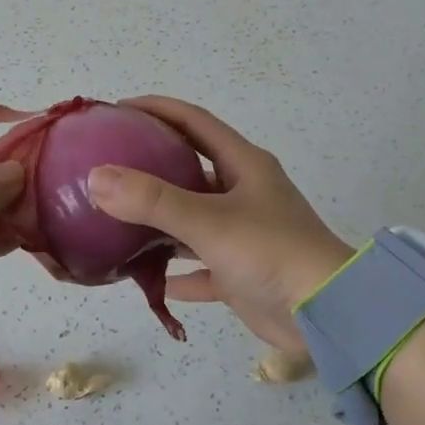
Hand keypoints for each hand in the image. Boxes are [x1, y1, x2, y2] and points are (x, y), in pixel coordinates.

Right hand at [84, 96, 352, 355]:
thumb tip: (96, 177)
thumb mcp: (209, 221)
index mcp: (244, 166)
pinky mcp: (241, 273)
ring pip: (192, 219)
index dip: (158, 109)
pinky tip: (151, 278)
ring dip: (159, 220)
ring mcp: (244, 234)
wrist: (328, 315)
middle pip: (191, 168)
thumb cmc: (272, 253)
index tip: (118, 109)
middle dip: (152, 164)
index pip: (195, 122)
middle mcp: (244, 194)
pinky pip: (200, 267)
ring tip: (117, 217)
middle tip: (109, 164)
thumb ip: (152, 199)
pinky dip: (177, 272)